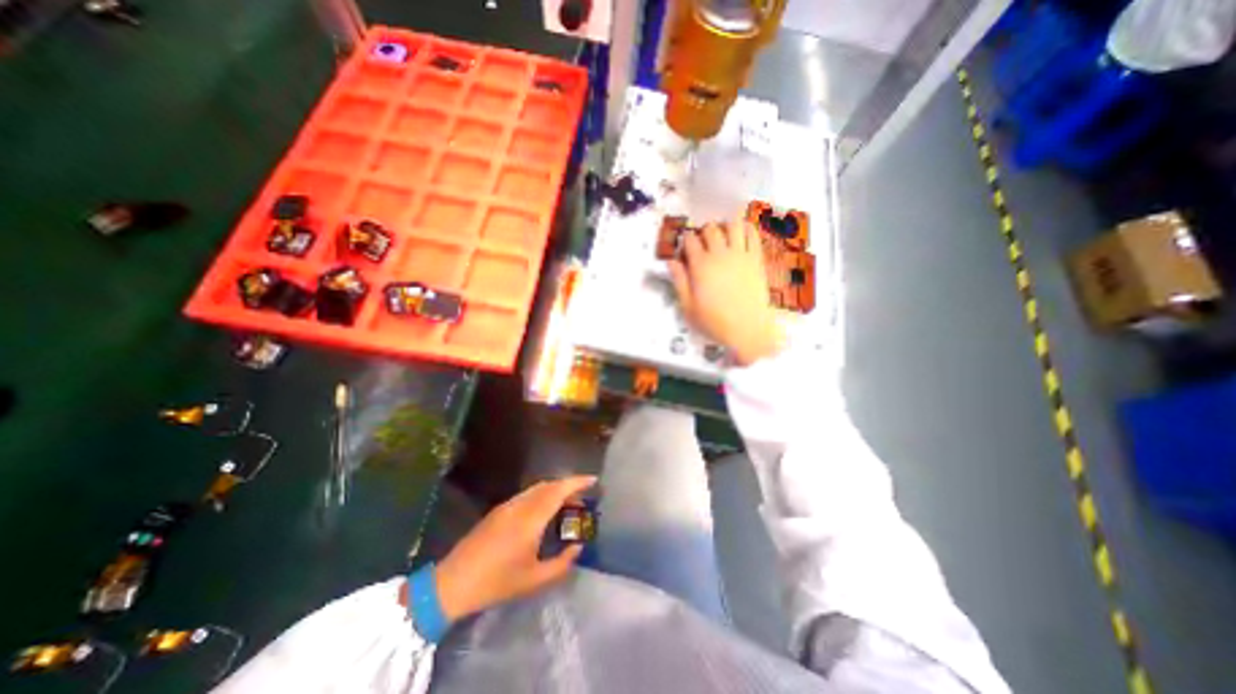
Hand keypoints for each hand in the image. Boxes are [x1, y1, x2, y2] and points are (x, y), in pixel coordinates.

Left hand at [431, 478, 597, 618]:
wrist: (453, 583)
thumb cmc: (497, 582)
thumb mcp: (534, 580)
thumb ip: (561, 564)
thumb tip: (577, 548)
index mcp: (530, 519)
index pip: (558, 491)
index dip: (577, 482)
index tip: (593, 480)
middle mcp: (520, 505)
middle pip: (549, 485)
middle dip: (569, 486)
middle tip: (583, 498)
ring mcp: (508, 505)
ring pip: (538, 488)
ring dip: (555, 490)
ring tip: (567, 506)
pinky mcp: (499, 510)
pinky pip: (527, 495)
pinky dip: (542, 495)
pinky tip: (545, 512)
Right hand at [672, 223, 775, 365]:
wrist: (748, 329)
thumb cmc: (714, 322)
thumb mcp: (688, 307)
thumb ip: (679, 281)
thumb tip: (671, 261)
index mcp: (701, 266)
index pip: (690, 240)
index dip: (685, 241)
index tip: (685, 249)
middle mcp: (720, 254)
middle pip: (710, 229)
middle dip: (704, 233)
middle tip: (703, 244)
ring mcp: (741, 255)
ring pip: (733, 225)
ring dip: (725, 227)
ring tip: (723, 238)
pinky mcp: (757, 259)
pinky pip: (753, 234)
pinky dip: (746, 229)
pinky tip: (741, 235)